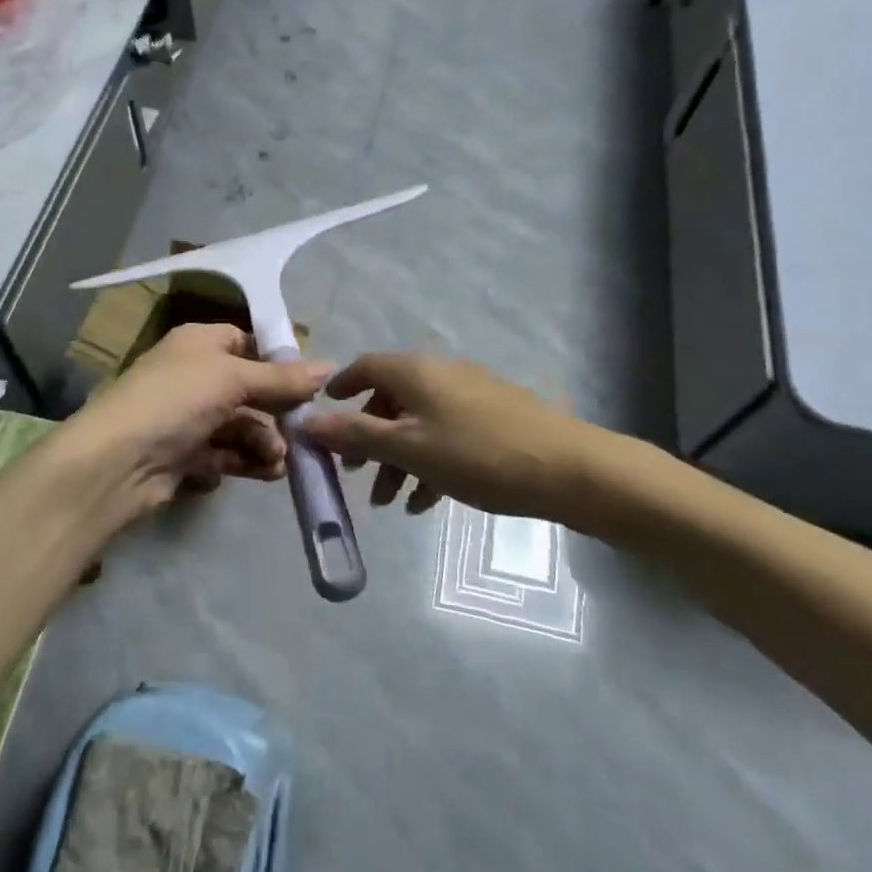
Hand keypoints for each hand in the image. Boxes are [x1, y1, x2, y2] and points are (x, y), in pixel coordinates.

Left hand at [55, 324, 333, 532]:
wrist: (117, 461)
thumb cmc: (176, 400)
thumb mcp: (232, 378)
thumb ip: (281, 377)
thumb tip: (329, 366)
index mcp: (198, 344)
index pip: (245, 342)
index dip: (277, 362)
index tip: (310, 384)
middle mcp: (192, 376)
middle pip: (248, 389)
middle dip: (276, 412)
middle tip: (300, 434)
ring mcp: (186, 418)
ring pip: (239, 426)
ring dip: (264, 442)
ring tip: (276, 461)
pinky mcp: (183, 456)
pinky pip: (225, 455)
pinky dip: (245, 462)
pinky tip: (263, 473)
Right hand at [299, 352, 595, 520]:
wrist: (567, 469)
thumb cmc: (476, 454)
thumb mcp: (407, 448)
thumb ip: (355, 434)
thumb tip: (304, 420)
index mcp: (415, 372)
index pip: (365, 367)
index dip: (340, 389)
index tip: (322, 414)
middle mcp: (440, 374)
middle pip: (391, 399)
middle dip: (368, 437)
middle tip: (356, 474)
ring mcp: (470, 395)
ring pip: (419, 423)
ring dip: (397, 459)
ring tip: (389, 502)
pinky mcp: (494, 418)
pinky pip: (447, 436)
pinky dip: (428, 463)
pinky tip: (425, 503)